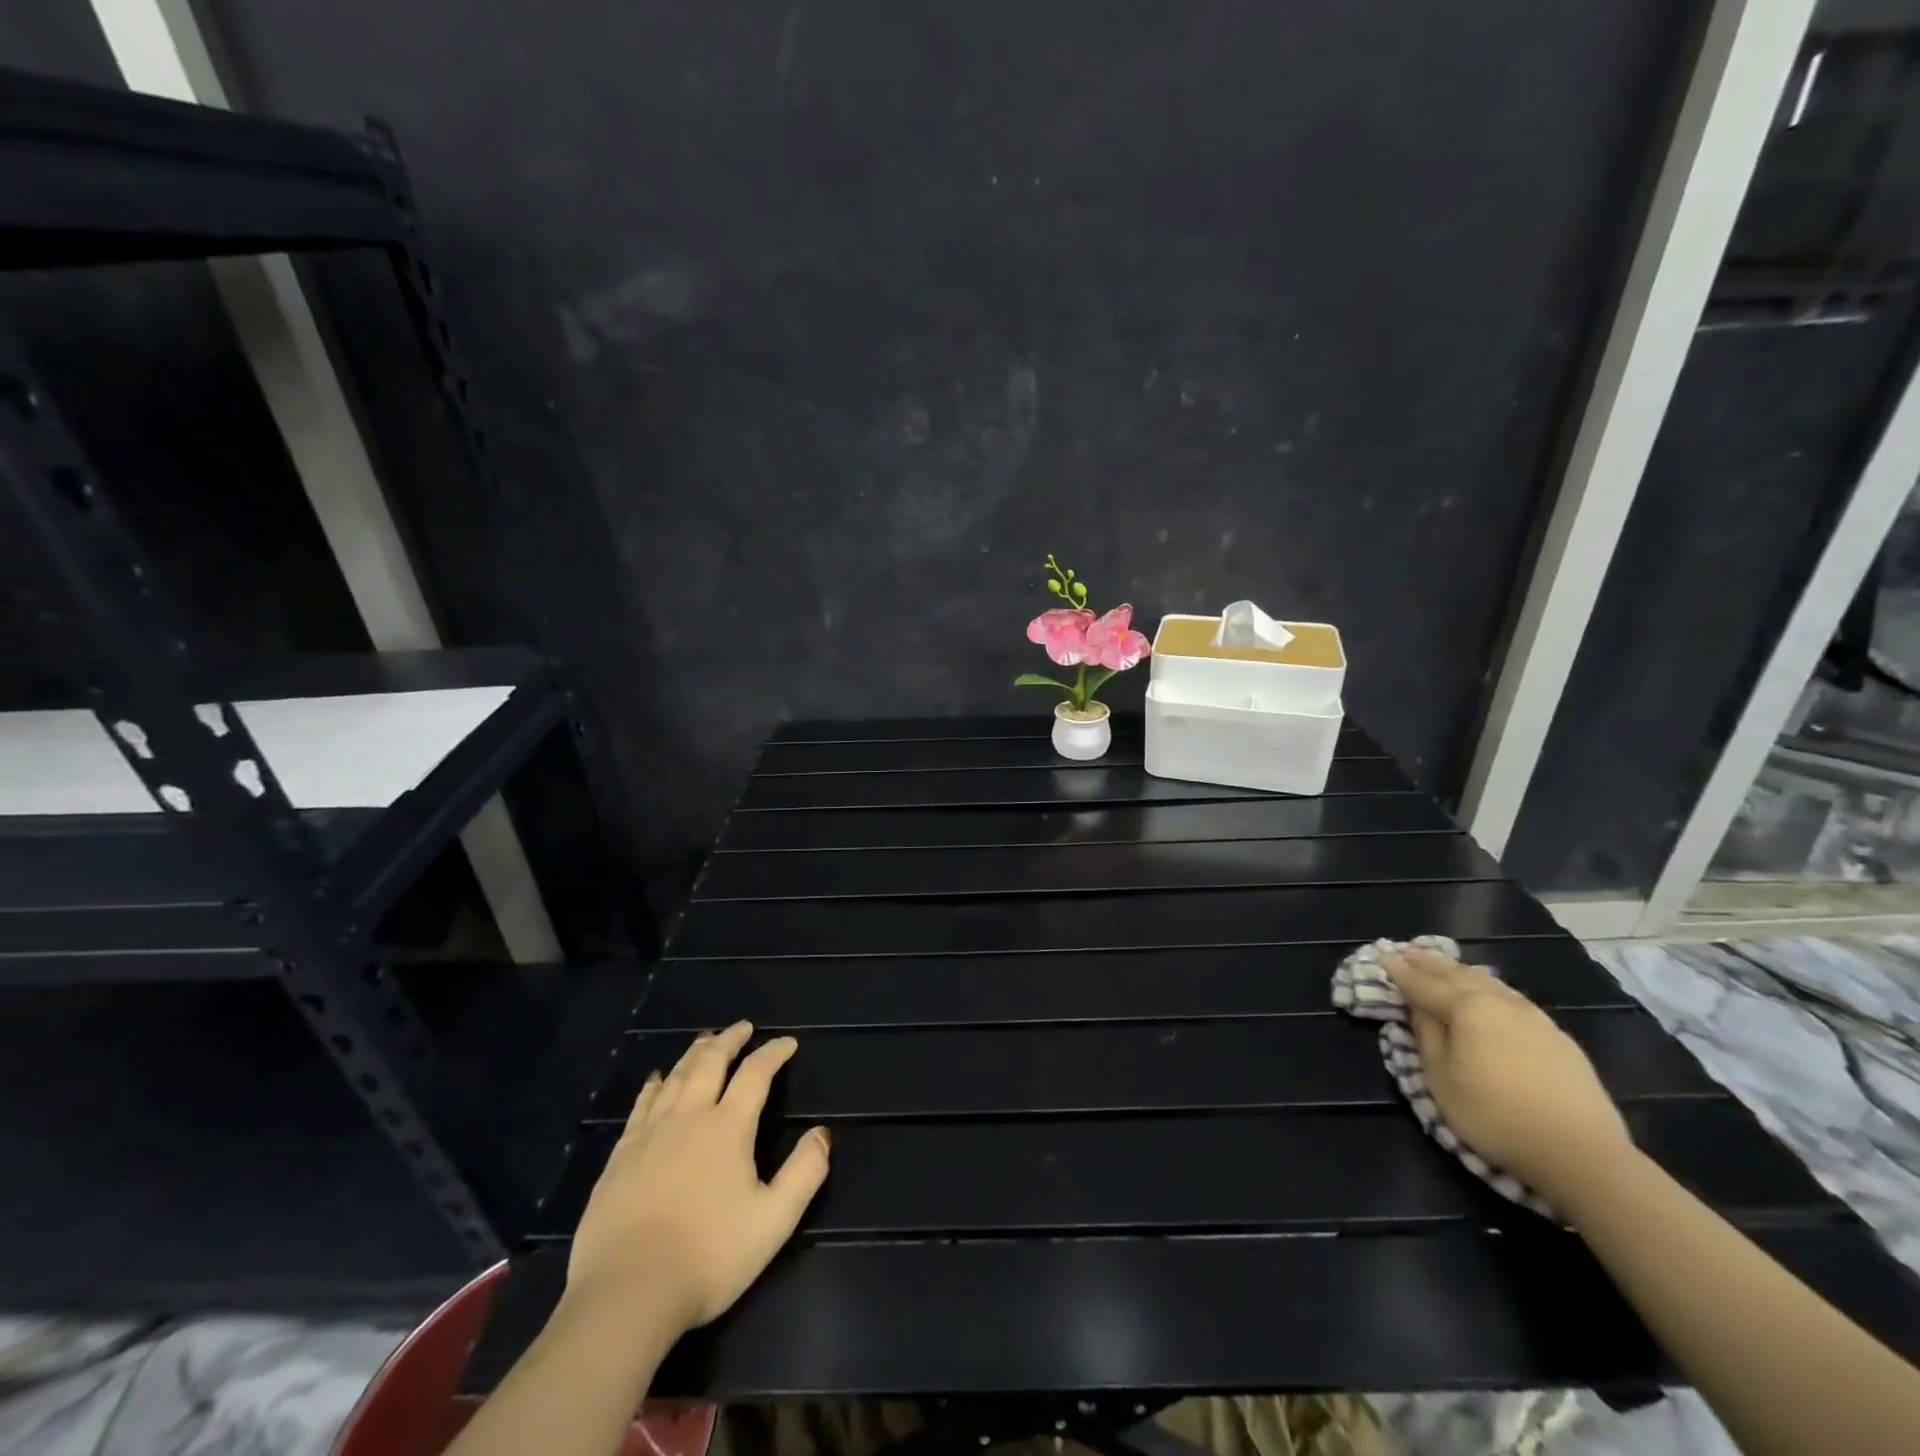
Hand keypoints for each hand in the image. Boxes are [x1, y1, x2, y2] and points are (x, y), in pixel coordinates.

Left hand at [566, 1021, 830, 1334]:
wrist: (626, 1295)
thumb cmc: (709, 1257)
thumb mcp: (774, 1221)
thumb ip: (804, 1173)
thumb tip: (822, 1134)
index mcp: (728, 1128)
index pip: (755, 1074)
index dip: (773, 1053)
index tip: (787, 1043)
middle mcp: (689, 1117)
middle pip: (710, 1063)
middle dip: (730, 1040)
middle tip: (742, 1027)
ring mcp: (650, 1134)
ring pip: (675, 1077)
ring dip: (694, 1054)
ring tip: (705, 1041)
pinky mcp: (621, 1157)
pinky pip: (641, 1105)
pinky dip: (653, 1085)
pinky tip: (655, 1080)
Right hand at [1382, 948, 1632, 1202]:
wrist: (1581, 1153)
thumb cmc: (1494, 1114)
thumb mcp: (1441, 1078)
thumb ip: (1427, 1036)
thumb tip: (1420, 1009)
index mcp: (1466, 1007)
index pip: (1423, 983)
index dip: (1399, 971)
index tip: (1382, 956)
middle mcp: (1499, 1001)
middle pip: (1457, 974)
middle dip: (1429, 963)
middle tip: (1408, 952)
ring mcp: (1533, 1017)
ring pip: (1488, 982)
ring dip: (1460, 971)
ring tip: (1444, 965)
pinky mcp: (1557, 1037)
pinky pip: (1511, 998)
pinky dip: (1488, 987)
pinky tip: (1488, 992)